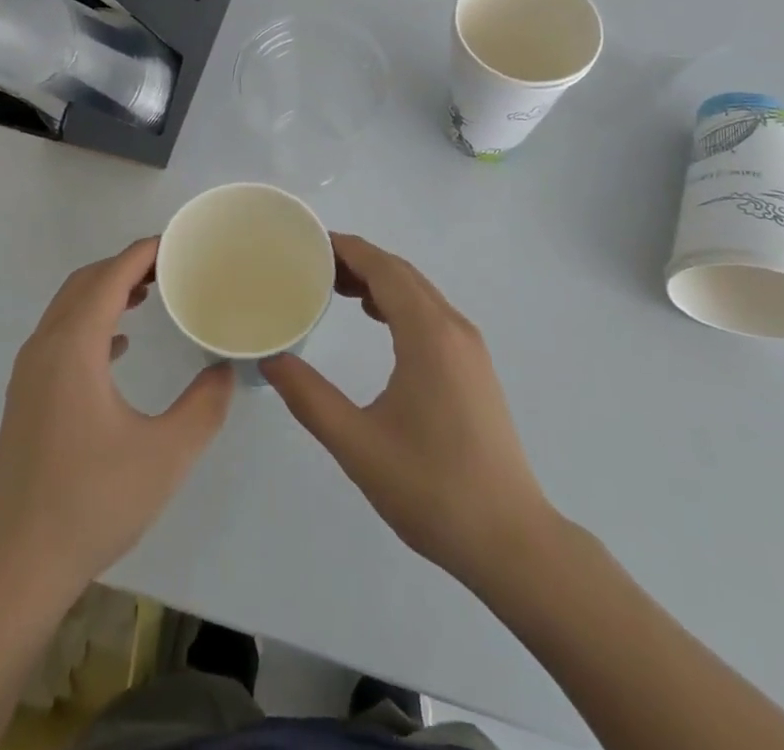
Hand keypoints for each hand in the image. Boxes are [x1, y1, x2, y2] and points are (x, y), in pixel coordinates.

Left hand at [0, 238, 233, 595]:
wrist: (21, 565)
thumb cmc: (95, 502)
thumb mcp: (167, 454)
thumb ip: (205, 405)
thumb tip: (225, 368)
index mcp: (74, 348)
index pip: (110, 277)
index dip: (143, 252)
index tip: (177, 243)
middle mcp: (44, 348)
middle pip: (85, 284)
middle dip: (126, 266)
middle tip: (170, 267)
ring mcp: (28, 373)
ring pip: (68, 309)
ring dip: (106, 292)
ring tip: (149, 295)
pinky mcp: (25, 398)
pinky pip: (59, 337)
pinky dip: (91, 323)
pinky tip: (119, 347)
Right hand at [263, 234, 557, 590]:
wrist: (512, 542)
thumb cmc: (432, 489)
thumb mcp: (358, 445)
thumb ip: (309, 397)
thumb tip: (272, 360)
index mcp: (429, 334)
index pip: (383, 267)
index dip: (345, 248)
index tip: (307, 242)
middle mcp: (454, 327)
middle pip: (401, 272)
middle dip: (357, 260)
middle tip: (311, 266)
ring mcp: (470, 347)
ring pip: (419, 291)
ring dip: (379, 280)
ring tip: (335, 288)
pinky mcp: (474, 367)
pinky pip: (431, 313)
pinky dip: (399, 302)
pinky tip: (376, 320)